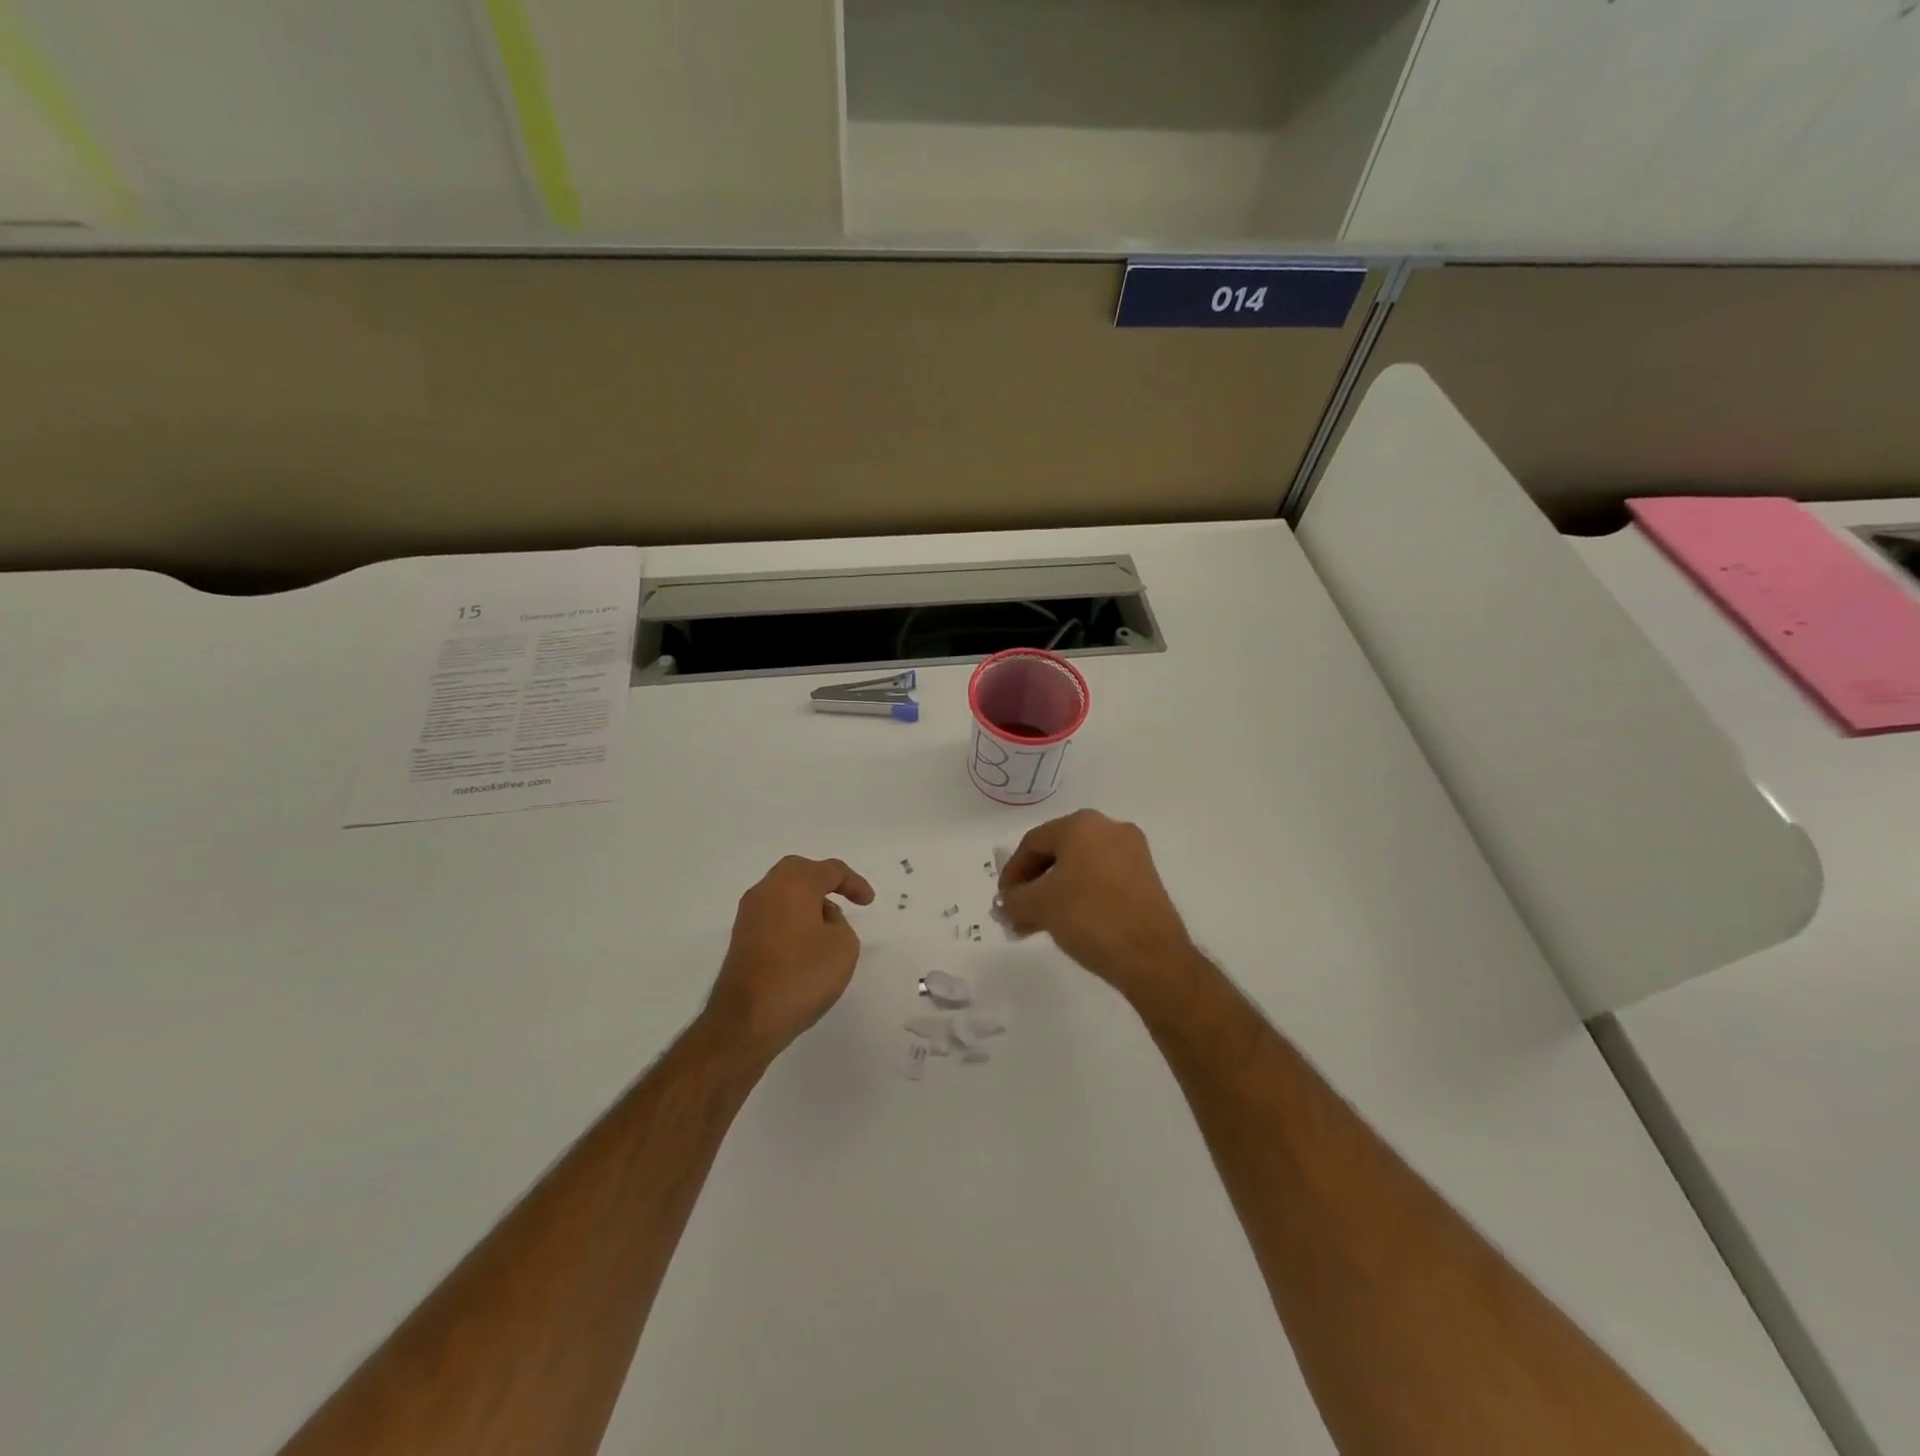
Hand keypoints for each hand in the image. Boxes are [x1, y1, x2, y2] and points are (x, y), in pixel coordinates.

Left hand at [704, 856, 874, 1059]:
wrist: (747, 1020)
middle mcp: (767, 890)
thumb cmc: (801, 976)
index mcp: (793, 884)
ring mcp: (749, 914)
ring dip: (807, 901)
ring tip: (828, 924)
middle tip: (844, 897)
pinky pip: (773, 914)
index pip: (830, 870)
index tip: (868, 902)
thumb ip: (840, 923)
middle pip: (800, 872)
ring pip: (783, 892)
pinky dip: (792, 918)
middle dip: (824, 881)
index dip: (854, 883)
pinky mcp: (741, 937)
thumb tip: (821, 920)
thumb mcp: (844, 947)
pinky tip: (805, 942)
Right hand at [997, 810, 1196, 1005]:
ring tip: (1038, 925)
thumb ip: (1013, 899)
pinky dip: (1080, 896)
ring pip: (1079, 867)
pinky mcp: (1146, 877)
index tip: (1002, 901)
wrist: (1152, 956)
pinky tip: (1068, 922)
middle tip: (1018, 913)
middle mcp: (1109, 828)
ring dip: (1054, 893)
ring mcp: (1132, 852)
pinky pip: (1101, 879)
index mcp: (1082, 824)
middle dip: (1033, 884)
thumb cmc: (1089, 917)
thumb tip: (1006, 903)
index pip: (1033, 842)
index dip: (1012, 872)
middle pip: (1057, 852)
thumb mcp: (1038, 906)